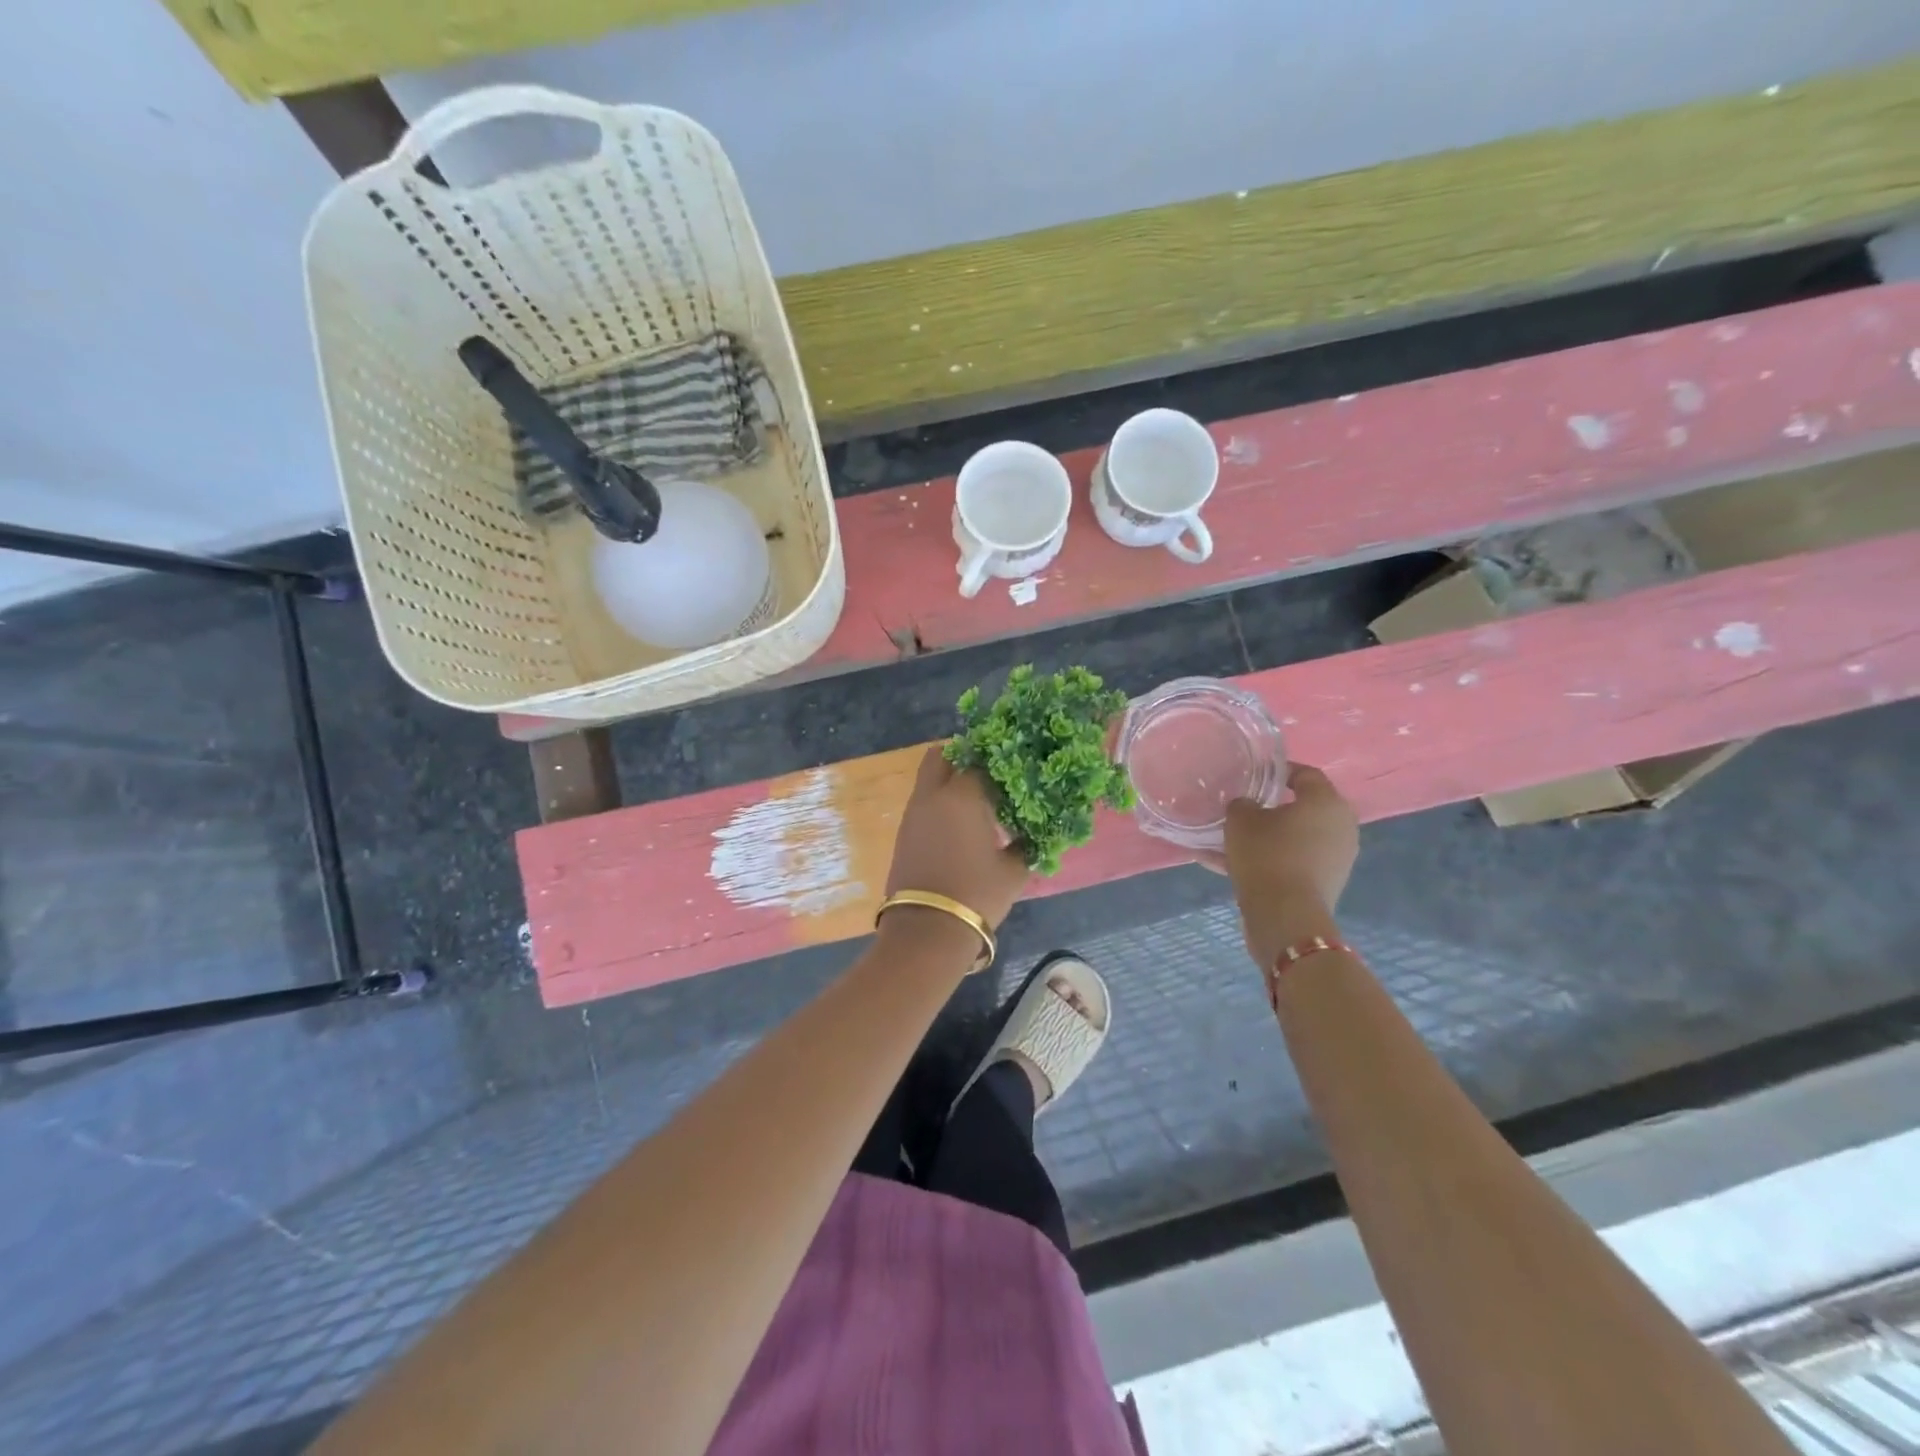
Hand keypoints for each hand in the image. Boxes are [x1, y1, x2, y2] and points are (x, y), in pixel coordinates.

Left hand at [883, 745, 1030, 930]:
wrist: (927, 930)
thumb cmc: (977, 894)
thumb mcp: (1015, 870)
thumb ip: (1027, 843)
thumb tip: (1037, 831)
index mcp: (962, 795)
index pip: (982, 760)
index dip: (999, 762)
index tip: (1015, 770)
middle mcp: (933, 796)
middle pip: (941, 756)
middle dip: (962, 756)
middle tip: (987, 773)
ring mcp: (913, 814)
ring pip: (929, 780)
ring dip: (949, 782)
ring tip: (977, 802)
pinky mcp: (903, 833)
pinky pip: (923, 804)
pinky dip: (939, 804)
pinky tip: (960, 825)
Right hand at [1199, 764, 1359, 966]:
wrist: (1285, 916)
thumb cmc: (1267, 855)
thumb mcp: (1240, 820)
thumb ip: (1242, 804)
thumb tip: (1247, 806)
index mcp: (1326, 802)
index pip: (1306, 774)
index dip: (1279, 770)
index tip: (1254, 775)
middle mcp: (1340, 826)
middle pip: (1302, 808)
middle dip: (1271, 807)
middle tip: (1242, 808)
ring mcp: (1336, 858)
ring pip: (1293, 838)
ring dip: (1265, 838)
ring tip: (1227, 841)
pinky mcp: (1325, 883)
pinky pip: (1291, 862)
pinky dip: (1267, 861)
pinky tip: (1227, 866)